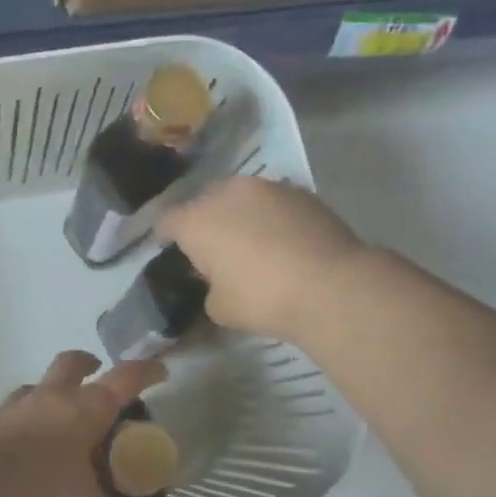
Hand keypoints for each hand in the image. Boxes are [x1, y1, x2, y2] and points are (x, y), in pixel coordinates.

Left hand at [0, 351, 166, 496]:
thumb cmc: (43, 494)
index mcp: (86, 409)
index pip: (125, 378)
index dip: (146, 372)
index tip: (159, 372)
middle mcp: (51, 397)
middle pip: (72, 363)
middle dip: (87, 363)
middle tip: (95, 373)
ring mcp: (14, 405)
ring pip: (35, 385)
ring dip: (49, 394)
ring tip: (55, 419)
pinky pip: (8, 412)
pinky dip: (20, 421)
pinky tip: (20, 445)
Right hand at [158, 177, 367, 342]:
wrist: (330, 286)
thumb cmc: (262, 299)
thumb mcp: (219, 308)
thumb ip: (209, 288)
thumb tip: (219, 281)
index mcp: (197, 220)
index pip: (168, 221)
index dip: (165, 236)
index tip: (170, 249)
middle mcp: (228, 193)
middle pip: (206, 202)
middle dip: (206, 222)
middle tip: (215, 250)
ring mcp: (268, 188)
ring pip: (242, 199)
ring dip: (241, 217)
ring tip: (252, 244)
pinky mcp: (302, 193)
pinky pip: (274, 204)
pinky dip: (272, 219)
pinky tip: (283, 243)